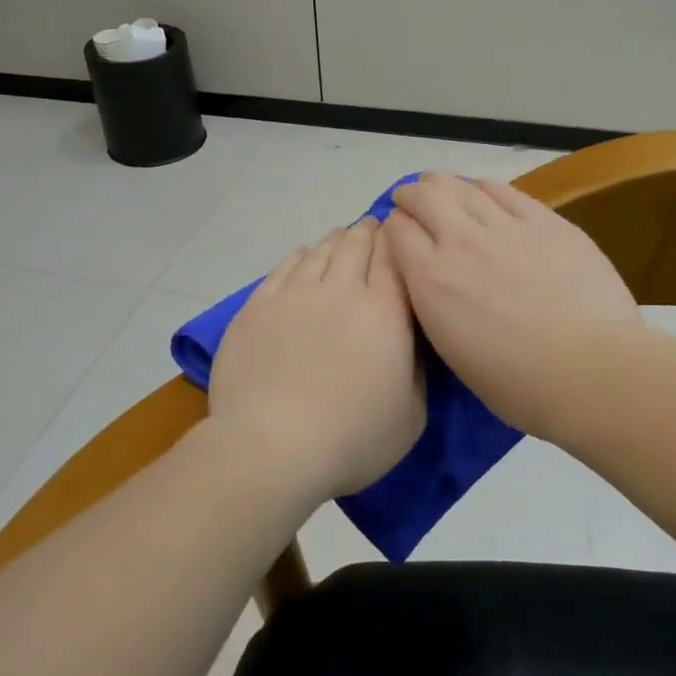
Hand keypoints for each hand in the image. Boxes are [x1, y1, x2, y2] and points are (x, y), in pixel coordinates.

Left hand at [210, 218, 424, 500]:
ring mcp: (295, 295)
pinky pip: (284, 267)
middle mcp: (341, 291)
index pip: (394, 259)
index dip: (397, 242)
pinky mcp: (258, 306)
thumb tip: (408, 340)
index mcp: (385, 313)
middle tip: (374, 228)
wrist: (272, 447)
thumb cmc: (351, 439)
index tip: (399, 235)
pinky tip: (304, 257)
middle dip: (369, 232)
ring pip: (320, 251)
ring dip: (336, 241)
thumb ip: (417, 368)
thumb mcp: (411, 415)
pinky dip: (300, 256)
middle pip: (357, 245)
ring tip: (342, 238)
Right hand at [384, 173, 639, 439]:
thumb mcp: (453, 353)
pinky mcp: (545, 221)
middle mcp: (460, 242)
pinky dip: (484, 187)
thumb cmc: (518, 384)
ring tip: (442, 188)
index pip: (396, 232)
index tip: (397, 235)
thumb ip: (436, 309)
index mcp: (431, 280)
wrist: (590, 369)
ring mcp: (505, 226)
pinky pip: (505, 190)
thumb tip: (436, 287)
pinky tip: (483, 190)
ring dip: (444, 184)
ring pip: (462, 186)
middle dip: (410, 196)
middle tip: (410, 202)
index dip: (392, 229)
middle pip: (424, 198)